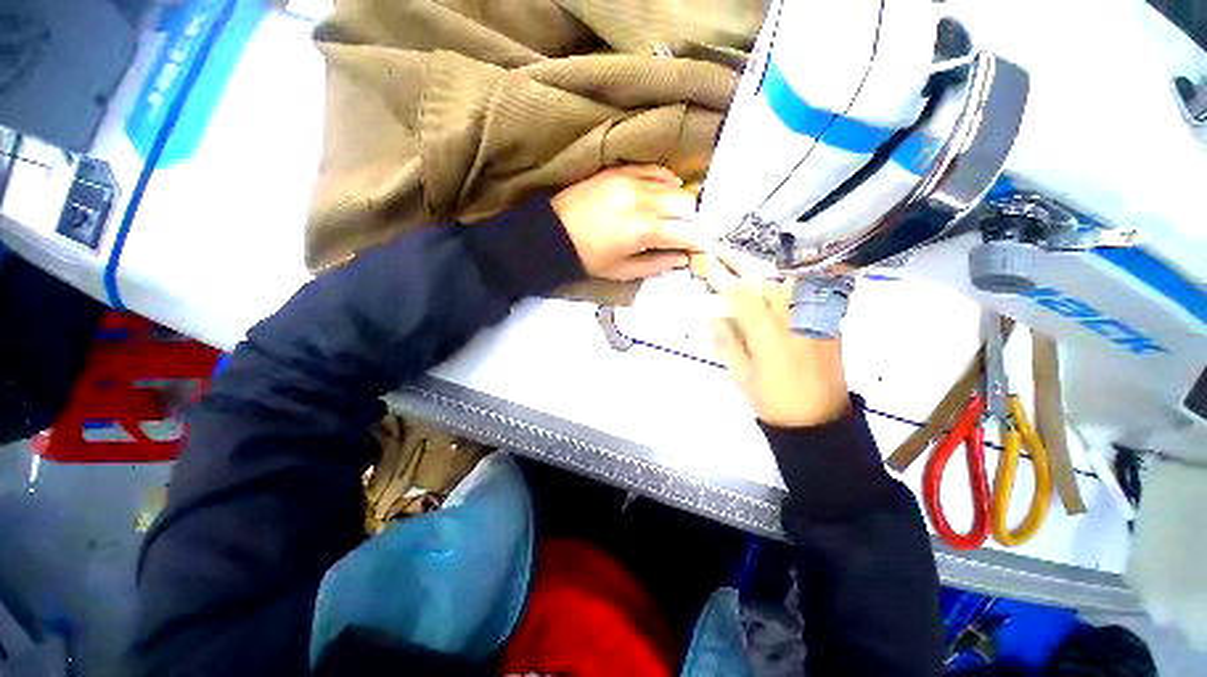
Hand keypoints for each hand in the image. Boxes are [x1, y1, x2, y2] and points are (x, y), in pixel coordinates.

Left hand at [552, 165, 701, 280]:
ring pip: (673, 186)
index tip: (705, 247)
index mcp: (643, 230)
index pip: (685, 232)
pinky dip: (667, 180)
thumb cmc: (588, 258)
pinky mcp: (620, 171)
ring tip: (678, 216)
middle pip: (685, 205)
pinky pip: (654, 169)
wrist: (553, 233)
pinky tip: (669, 189)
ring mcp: (631, 181)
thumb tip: (682, 258)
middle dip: (693, 221)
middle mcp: (642, 200)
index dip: (700, 241)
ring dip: (682, 203)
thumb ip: (657, 264)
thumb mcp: (623, 271)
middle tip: (690, 233)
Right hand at [709, 260, 849, 427]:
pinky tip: (785, 307)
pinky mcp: (830, 328)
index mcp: (766, 332)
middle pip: (767, 286)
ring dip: (771, 286)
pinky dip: (793, 296)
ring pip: (790, 288)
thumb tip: (714, 319)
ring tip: (761, 294)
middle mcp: (791, 319)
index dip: (726, 285)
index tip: (715, 277)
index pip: (742, 298)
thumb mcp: (741, 374)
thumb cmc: (772, 400)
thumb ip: (728, 342)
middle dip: (748, 281)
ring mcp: (814, 321)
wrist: (817, 420)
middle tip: (736, 285)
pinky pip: (810, 300)